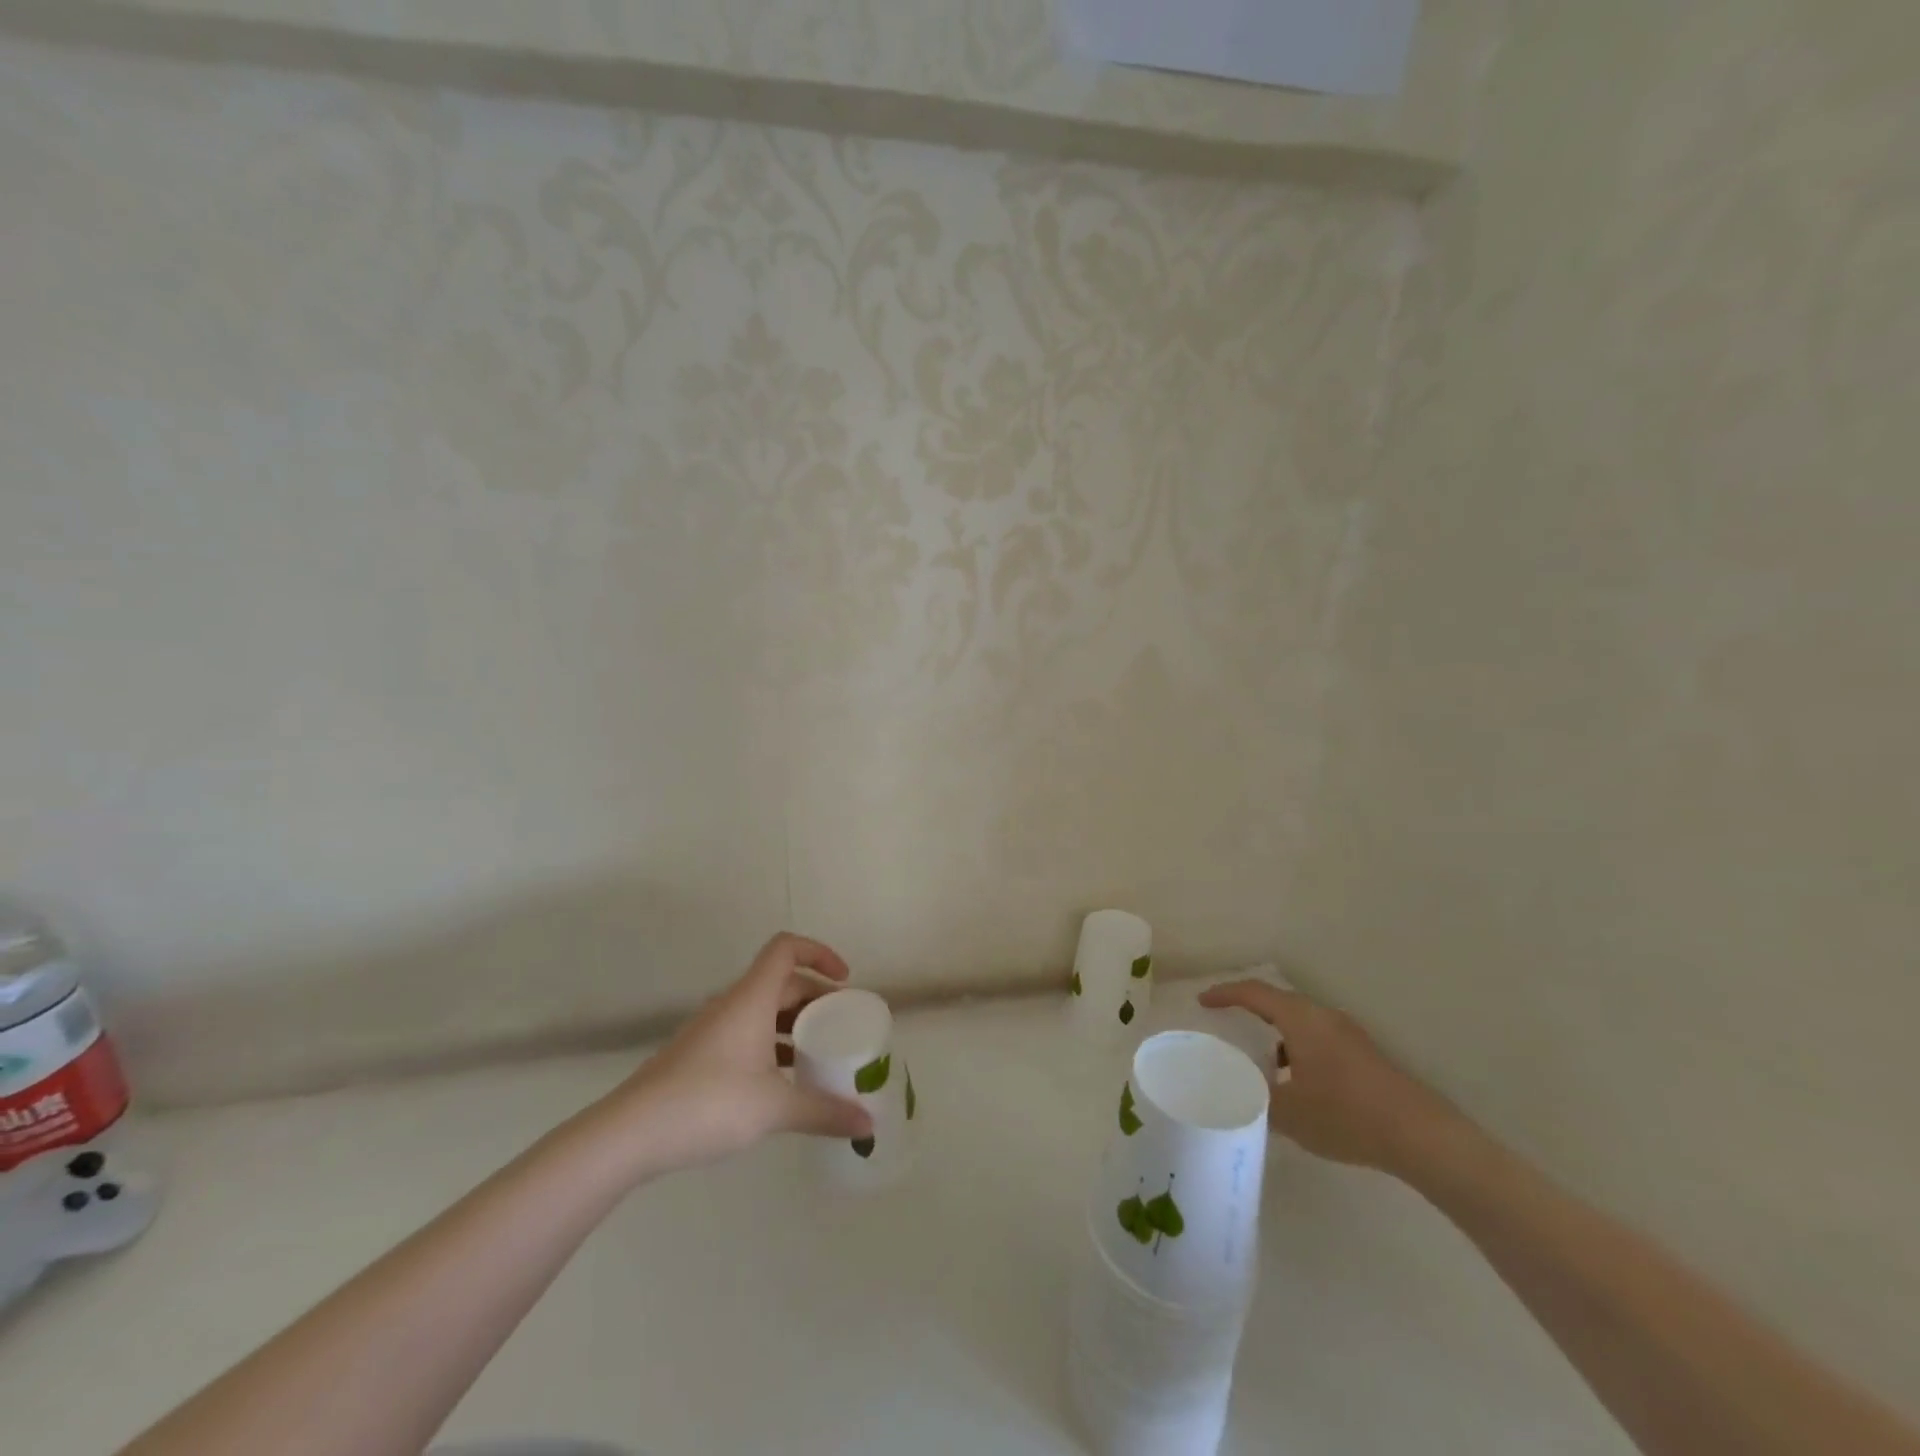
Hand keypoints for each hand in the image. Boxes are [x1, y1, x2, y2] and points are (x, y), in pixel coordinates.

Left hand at [584, 933, 872, 1181]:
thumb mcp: (775, 1107)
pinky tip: (783, 1082)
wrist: (629, 1133)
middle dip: (816, 997)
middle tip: (842, 1026)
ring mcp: (712, 1030)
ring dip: (794, 1024)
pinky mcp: (699, 1056)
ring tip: (820, 1054)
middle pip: (781, 981)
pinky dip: (772, 1046)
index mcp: (752, 998)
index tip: (844, 981)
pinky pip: (747, 1034)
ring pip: (763, 1010)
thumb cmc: (708, 1103)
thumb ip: (824, 1112)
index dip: (820, 953)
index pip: (787, 949)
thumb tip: (869, 1126)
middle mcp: (732, 1004)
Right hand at [1197, 981, 1461, 1177]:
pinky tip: (1297, 1087)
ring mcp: (1348, 1035)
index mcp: (1301, 1019)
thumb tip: (1237, 1094)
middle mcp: (1323, 1017)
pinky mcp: (1364, 1056)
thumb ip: (1256, 1099)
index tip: (1202, 1002)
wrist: (1422, 1137)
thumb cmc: (1346, 1115)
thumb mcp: (1289, 1113)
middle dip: (1249, 1012)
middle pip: (1277, 1003)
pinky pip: (1317, 1040)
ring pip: (1299, 1024)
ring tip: (1258, 1064)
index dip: (1224, 994)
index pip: (1253, 993)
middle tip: (1225, 1027)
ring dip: (1275, 1037)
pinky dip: (1296, 1051)